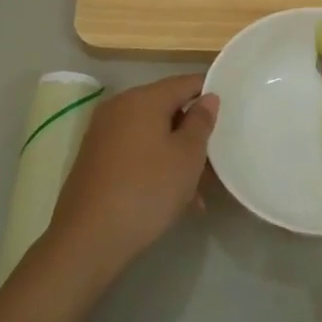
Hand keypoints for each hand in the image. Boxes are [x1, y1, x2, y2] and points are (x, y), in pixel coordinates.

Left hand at [41, 73, 217, 285]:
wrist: (89, 238)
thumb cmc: (148, 190)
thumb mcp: (187, 156)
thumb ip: (201, 122)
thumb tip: (207, 98)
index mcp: (143, 98)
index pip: (185, 82)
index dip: (210, 93)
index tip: (232, 112)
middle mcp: (119, 108)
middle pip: (167, 109)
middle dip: (193, 133)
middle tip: (217, 159)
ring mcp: (103, 134)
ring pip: (152, 135)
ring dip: (177, 156)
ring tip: (198, 192)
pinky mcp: (95, 159)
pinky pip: (135, 152)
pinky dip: (156, 166)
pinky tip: (172, 198)